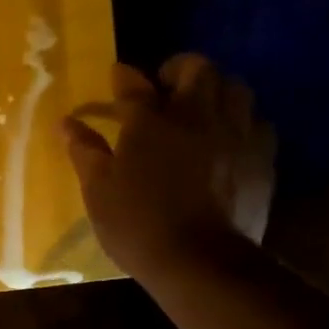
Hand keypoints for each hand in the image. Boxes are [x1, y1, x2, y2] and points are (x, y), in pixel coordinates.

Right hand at [61, 54, 274, 280]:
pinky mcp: (262, 156)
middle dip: (179, 68)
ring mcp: (235, 133)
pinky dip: (240, 121)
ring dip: (215, 89)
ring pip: (234, 87)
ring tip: (201, 107)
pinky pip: (257, 122)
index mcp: (150, 122)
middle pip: (197, 69)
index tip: (117, 74)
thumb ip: (85, 151)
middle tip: (165, 84)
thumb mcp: (98, 190)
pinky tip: (229, 138)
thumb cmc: (137, 225)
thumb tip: (66, 123)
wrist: (199, 260)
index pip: (134, 85)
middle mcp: (196, 115)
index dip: (123, 76)